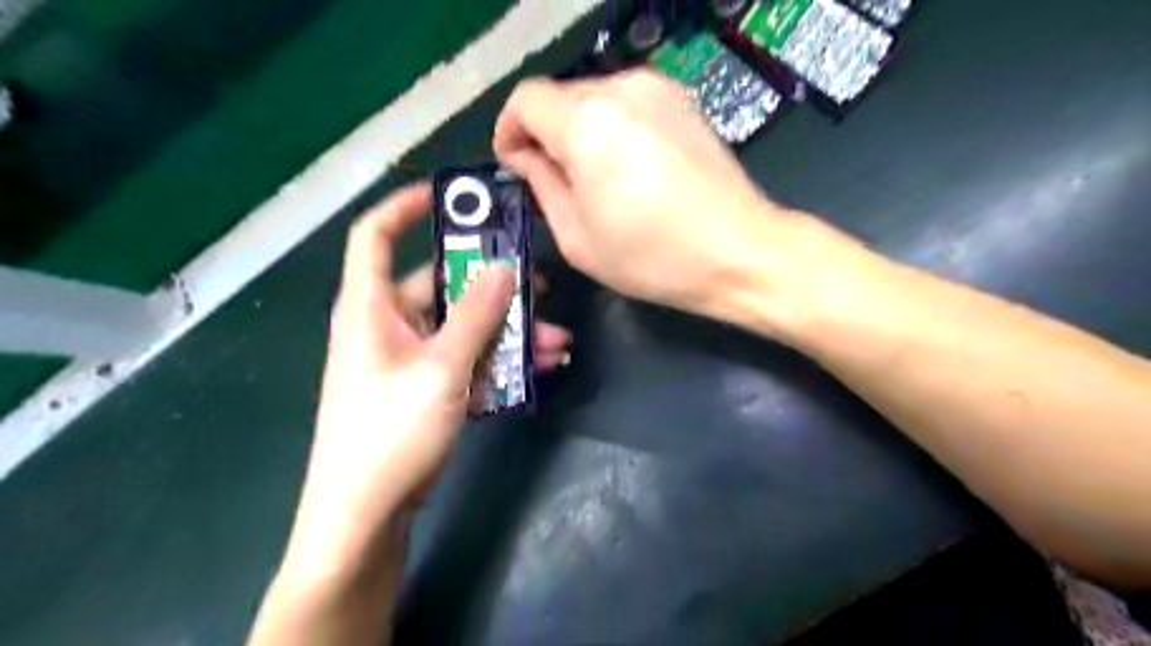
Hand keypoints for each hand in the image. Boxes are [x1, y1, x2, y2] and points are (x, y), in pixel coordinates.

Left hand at [286, 181, 569, 573]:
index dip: (406, 208)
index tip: (452, 197)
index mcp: (371, 307)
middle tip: (539, 283)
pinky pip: (469, 361)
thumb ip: (474, 315)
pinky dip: (501, 362)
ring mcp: (411, 360)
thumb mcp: (440, 368)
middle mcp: (389, 325)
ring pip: (465, 329)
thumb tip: (504, 268)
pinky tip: (543, 367)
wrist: (366, 515)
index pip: (374, 235)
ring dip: (509, 332)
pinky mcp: (428, 389)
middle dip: (493, 286)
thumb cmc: (391, 431)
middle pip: (442, 286)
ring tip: (556, 338)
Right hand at [495, 69, 807, 320]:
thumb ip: (542, 186)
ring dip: (579, 131)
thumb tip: (526, 157)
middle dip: (546, 134)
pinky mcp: (683, 101)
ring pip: (594, 98)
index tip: (516, 165)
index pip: (526, 100)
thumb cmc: (653, 257)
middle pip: (560, 96)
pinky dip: (612, 128)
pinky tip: (628, 168)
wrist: (739, 252)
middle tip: (555, 182)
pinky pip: (627, 104)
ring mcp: (658, 89)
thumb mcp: (578, 237)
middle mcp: (621, 89)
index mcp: (587, 124)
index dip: (510, 130)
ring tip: (595, 179)